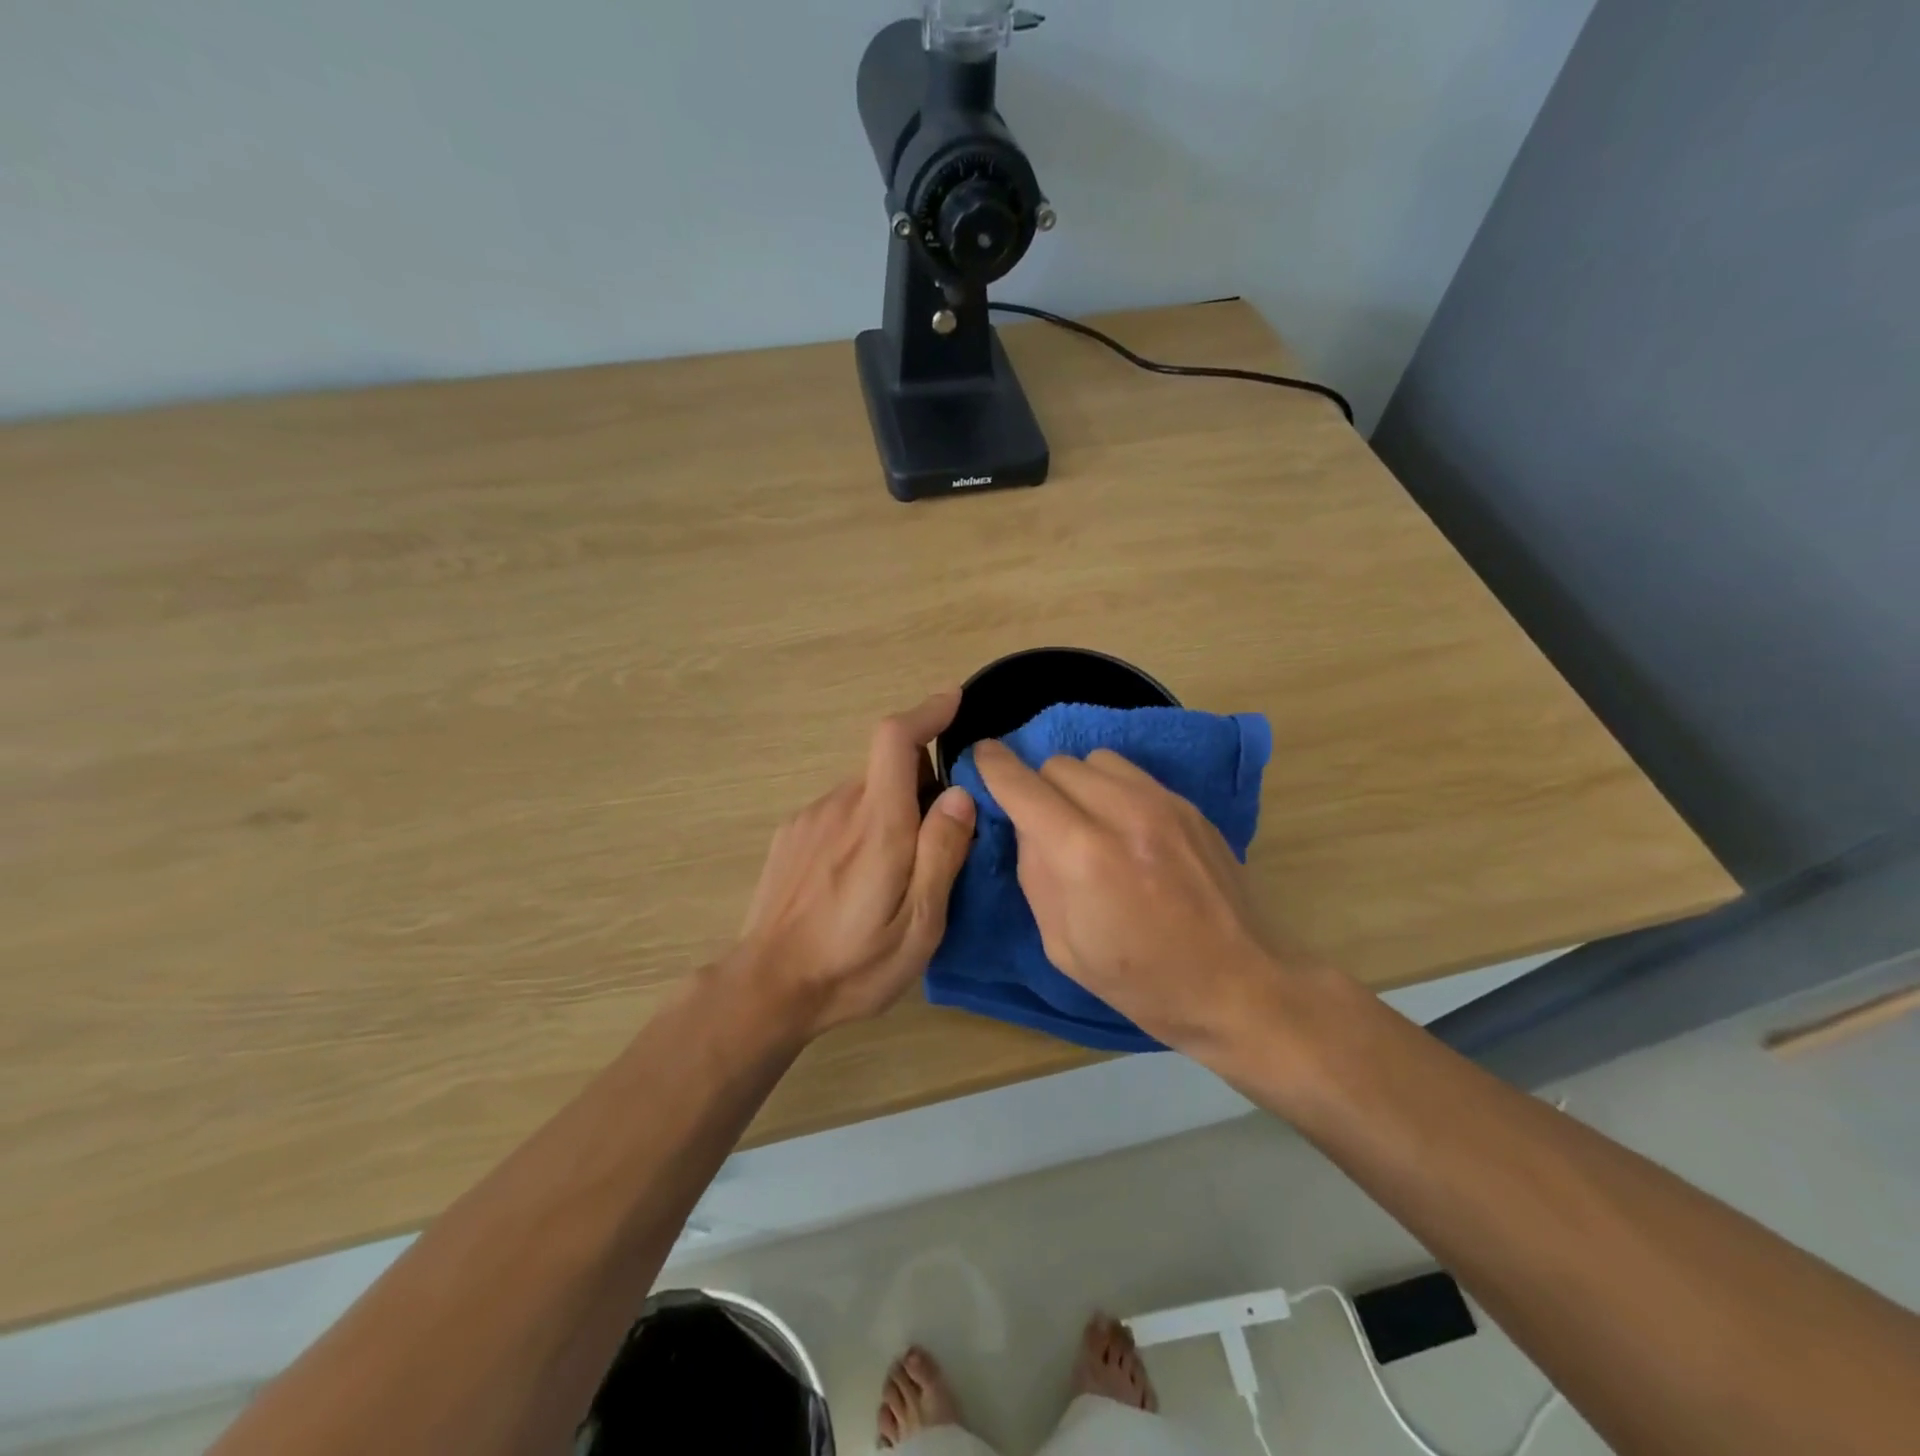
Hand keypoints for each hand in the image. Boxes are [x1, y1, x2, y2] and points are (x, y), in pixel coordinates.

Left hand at [733, 691, 976, 1039]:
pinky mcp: (791, 836)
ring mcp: (809, 819)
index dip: (926, 712)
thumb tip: (961, 794)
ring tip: (897, 873)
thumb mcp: (918, 924)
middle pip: (888, 769)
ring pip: (865, 793)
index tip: (953, 701)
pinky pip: (840, 812)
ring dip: (891, 810)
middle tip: (941, 839)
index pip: (895, 739)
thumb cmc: (853, 964)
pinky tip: (857, 879)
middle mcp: (839, 806)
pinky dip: (863, 824)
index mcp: (877, 824)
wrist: (767, 988)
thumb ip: (942, 853)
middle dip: (922, 786)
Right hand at [973, 740, 1290, 1052]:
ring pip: (1097, 759)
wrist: (1240, 985)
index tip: (982, 757)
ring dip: (1078, 783)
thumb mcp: (1063, 946)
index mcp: (1084, 855)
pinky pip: (1134, 775)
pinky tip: (1125, 828)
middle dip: (1039, 786)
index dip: (994, 766)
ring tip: (1086, 820)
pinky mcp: (1191, 807)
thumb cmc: (1142, 981)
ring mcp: (1164, 804)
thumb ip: (1036, 875)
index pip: (1023, 786)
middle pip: (1058, 764)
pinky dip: (1113, 789)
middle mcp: (1124, 813)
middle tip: (1043, 822)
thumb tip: (1027, 828)